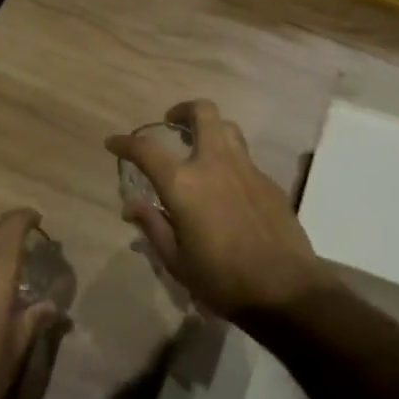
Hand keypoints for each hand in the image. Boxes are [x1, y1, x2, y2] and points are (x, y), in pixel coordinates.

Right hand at [107, 100, 333, 319]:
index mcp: (183, 184)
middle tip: (172, 123)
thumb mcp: (176, 260)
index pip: (146, 150)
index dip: (125, 143)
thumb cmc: (221, 279)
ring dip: (210, 128)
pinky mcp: (269, 181)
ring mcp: (246, 169)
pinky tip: (226, 185)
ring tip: (199, 147)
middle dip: (183, 110)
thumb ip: (153, 226)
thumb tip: (132, 207)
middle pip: (202, 113)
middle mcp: (215, 164)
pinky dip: (229, 159)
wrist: (284, 288)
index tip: (114, 143)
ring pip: (228, 128)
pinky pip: (245, 157)